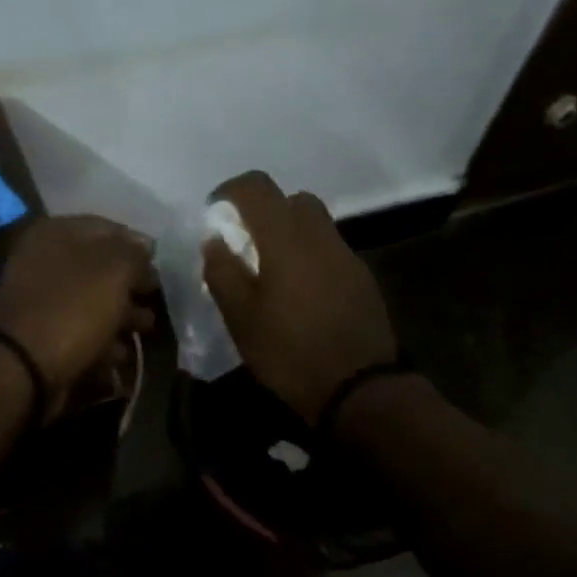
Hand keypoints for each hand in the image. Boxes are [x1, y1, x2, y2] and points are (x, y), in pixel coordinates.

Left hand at [0, 215, 156, 414]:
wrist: (23, 365)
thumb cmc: (73, 308)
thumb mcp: (115, 271)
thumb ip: (134, 254)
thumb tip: (143, 248)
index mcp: (56, 233)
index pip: (108, 228)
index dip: (138, 247)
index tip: (160, 269)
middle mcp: (43, 259)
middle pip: (99, 267)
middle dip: (131, 285)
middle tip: (155, 301)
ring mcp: (39, 298)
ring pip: (90, 300)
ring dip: (121, 315)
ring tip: (145, 330)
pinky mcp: (39, 333)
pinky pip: (77, 329)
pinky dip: (100, 340)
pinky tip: (119, 354)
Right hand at [202, 171, 397, 422]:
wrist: (359, 389)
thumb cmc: (289, 353)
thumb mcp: (241, 318)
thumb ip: (223, 272)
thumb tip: (214, 240)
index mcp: (286, 239)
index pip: (258, 187)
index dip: (231, 190)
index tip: (214, 212)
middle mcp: (321, 236)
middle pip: (292, 200)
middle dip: (264, 211)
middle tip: (244, 242)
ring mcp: (347, 256)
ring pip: (315, 224)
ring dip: (289, 234)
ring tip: (271, 270)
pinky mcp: (363, 278)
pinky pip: (330, 250)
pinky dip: (309, 256)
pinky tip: (299, 293)